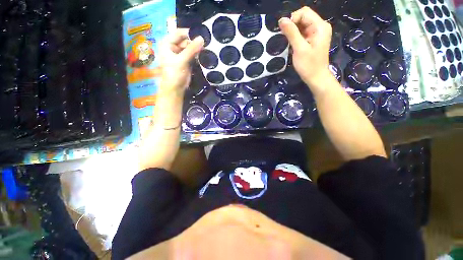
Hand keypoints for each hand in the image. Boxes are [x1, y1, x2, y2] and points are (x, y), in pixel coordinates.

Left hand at [159, 29, 203, 93]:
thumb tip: (202, 38)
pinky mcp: (186, 61)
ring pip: (190, 48)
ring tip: (206, 49)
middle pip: (186, 40)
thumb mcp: (182, 60)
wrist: (175, 89)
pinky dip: (198, 55)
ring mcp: (180, 54)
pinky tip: (204, 55)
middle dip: (195, 42)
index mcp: (167, 43)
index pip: (179, 33)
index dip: (190, 33)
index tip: (201, 35)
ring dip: (197, 49)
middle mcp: (173, 47)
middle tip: (206, 44)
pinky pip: (193, 55)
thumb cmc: (174, 74)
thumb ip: (191, 49)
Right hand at [279, 7, 332, 92]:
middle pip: (303, 17)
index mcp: (319, 26)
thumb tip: (282, 20)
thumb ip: (291, 33)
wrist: (316, 78)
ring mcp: (317, 33)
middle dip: (292, 25)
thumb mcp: (299, 49)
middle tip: (286, 38)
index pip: (304, 12)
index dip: (292, 19)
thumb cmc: (308, 65)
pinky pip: (303, 32)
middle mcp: (320, 26)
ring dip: (293, 32)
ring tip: (288, 42)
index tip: (285, 32)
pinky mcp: (313, 39)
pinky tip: (293, 45)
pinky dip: (296, 36)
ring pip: (302, 25)